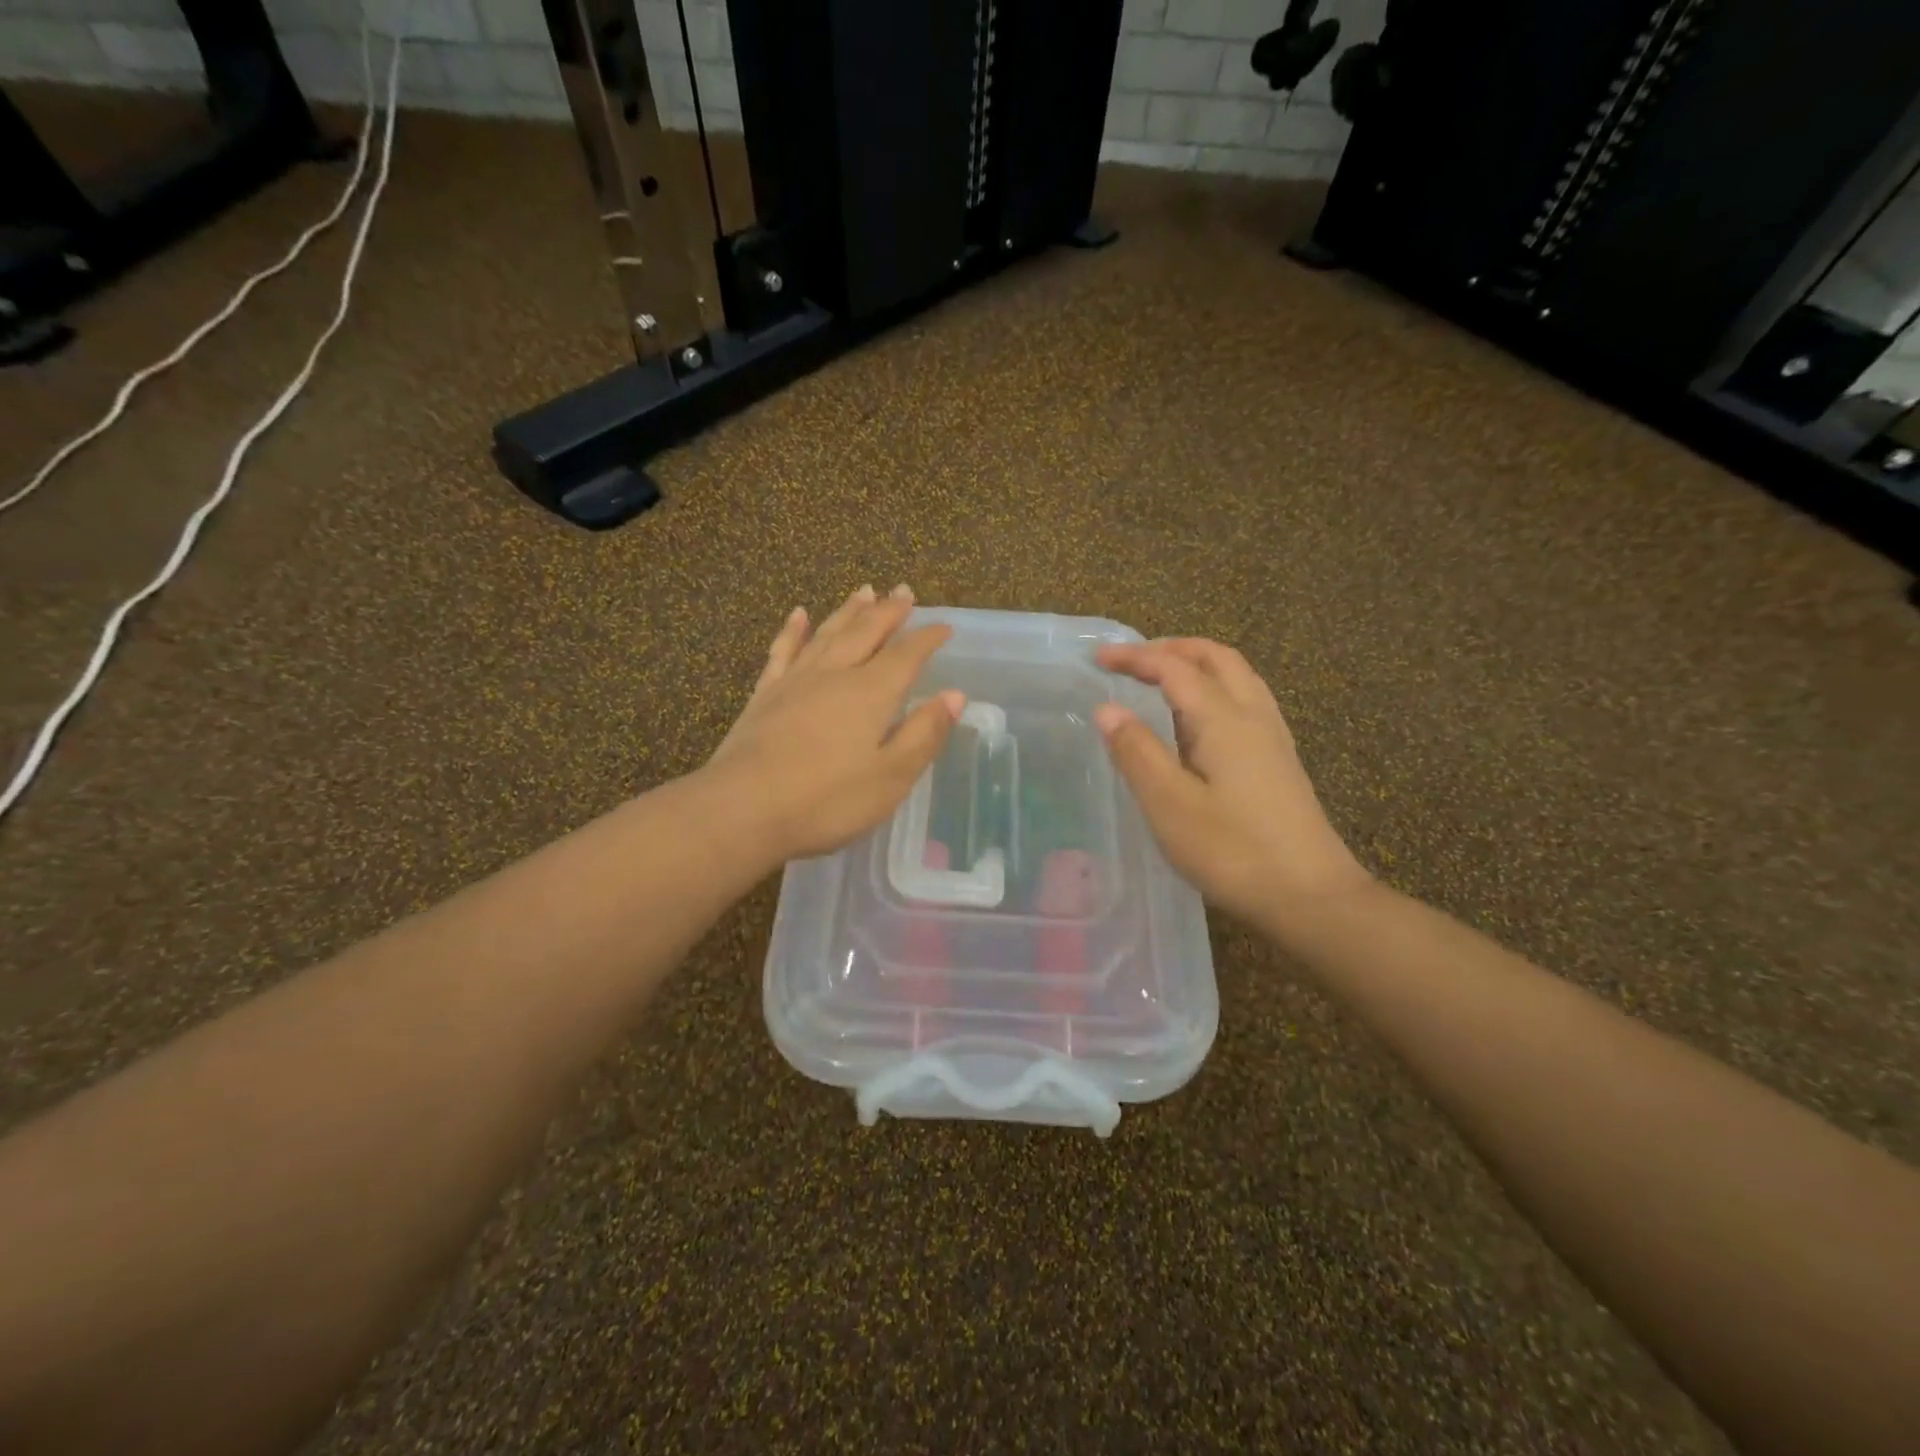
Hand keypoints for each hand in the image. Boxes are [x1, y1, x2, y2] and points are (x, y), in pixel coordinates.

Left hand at [706, 585, 964, 863]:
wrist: (743, 808)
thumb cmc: (827, 800)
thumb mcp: (891, 776)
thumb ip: (924, 733)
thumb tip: (955, 695)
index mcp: (871, 693)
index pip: (907, 655)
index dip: (927, 638)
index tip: (944, 625)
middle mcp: (835, 674)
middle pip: (866, 632)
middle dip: (889, 611)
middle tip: (904, 591)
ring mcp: (796, 680)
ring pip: (829, 633)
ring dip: (849, 611)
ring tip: (864, 590)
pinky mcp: (765, 694)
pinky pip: (784, 650)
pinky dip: (794, 630)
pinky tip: (799, 615)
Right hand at [1093, 638, 1368, 925]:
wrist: (1310, 896)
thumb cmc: (1232, 851)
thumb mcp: (1170, 805)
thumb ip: (1137, 752)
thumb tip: (1107, 709)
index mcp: (1223, 720)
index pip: (1174, 668)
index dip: (1136, 657)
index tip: (1098, 657)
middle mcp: (1253, 716)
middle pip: (1215, 658)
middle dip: (1172, 649)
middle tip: (1132, 660)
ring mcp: (1273, 737)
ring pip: (1237, 676)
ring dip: (1197, 664)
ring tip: (1162, 679)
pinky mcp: (1280, 760)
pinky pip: (1246, 699)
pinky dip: (1214, 687)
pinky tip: (1199, 720)